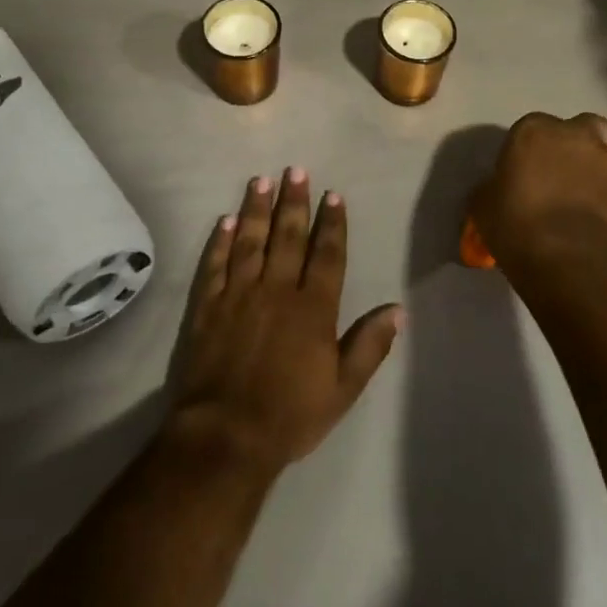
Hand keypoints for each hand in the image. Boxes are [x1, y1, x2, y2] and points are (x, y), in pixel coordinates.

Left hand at [167, 168, 402, 477]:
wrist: (226, 436)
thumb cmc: (290, 414)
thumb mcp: (343, 388)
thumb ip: (370, 345)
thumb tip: (397, 309)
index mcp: (313, 307)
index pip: (327, 254)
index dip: (331, 223)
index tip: (332, 195)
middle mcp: (277, 290)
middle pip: (288, 237)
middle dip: (294, 201)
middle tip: (295, 170)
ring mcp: (239, 295)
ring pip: (251, 241)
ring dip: (256, 209)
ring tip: (261, 181)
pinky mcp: (208, 307)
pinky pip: (215, 265)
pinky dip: (220, 242)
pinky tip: (225, 221)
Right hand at [471, 112, 606, 280]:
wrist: (570, 259)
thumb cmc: (517, 226)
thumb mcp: (483, 204)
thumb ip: (493, 186)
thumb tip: (498, 187)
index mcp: (534, 131)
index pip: (531, 129)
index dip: (530, 150)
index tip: (525, 173)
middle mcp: (575, 134)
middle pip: (580, 128)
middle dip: (574, 145)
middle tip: (562, 175)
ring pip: (605, 154)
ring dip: (596, 169)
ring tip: (584, 201)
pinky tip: (601, 218)